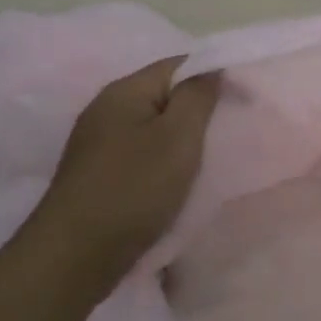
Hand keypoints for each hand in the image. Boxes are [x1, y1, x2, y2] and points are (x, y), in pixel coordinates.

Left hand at [26, 58, 222, 281]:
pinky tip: (178, 179)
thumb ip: (198, 97)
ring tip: (211, 156)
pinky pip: (141, 153)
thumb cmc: (134, 188)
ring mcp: (98, 143)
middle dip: (199, 108)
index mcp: (124, 91)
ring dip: (181, 138)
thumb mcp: (178, 137)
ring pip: (153, 126)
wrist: (76, 255)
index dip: (213, 74)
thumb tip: (211, 68)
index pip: (178, 65)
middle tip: (232, 129)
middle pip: (163, 95)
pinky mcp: (98, 174)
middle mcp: (106, 110)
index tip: (244, 98)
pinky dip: (164, 160)